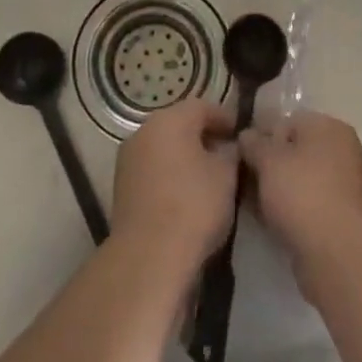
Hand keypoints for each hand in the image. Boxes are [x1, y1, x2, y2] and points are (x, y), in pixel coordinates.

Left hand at [110, 100, 238, 276]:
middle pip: (179, 124)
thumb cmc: (194, 205)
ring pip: (163, 147)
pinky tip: (185, 193)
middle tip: (226, 154)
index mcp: (169, 119)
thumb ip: (230, 153)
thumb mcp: (226, 176)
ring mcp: (128, 158)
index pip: (202, 106)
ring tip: (208, 176)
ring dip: (184, 155)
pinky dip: (169, 173)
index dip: (224, 117)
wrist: (148, 255)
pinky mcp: (121, 186)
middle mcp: (144, 131)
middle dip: (203, 136)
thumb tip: (228, 147)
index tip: (240, 133)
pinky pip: (152, 168)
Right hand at [239, 111, 361, 278]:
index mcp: (330, 127)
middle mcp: (346, 150)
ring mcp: (351, 185)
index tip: (242, 155)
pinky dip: (295, 210)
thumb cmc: (302, 193)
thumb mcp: (268, 160)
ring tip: (255, 205)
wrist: (339, 252)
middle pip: (299, 151)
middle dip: (272, 164)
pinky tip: (274, 222)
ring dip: (282, 189)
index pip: (290, 121)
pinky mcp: (348, 218)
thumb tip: (247, 135)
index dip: (263, 135)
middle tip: (246, 181)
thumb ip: (253, 143)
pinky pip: (314, 204)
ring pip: (305, 180)